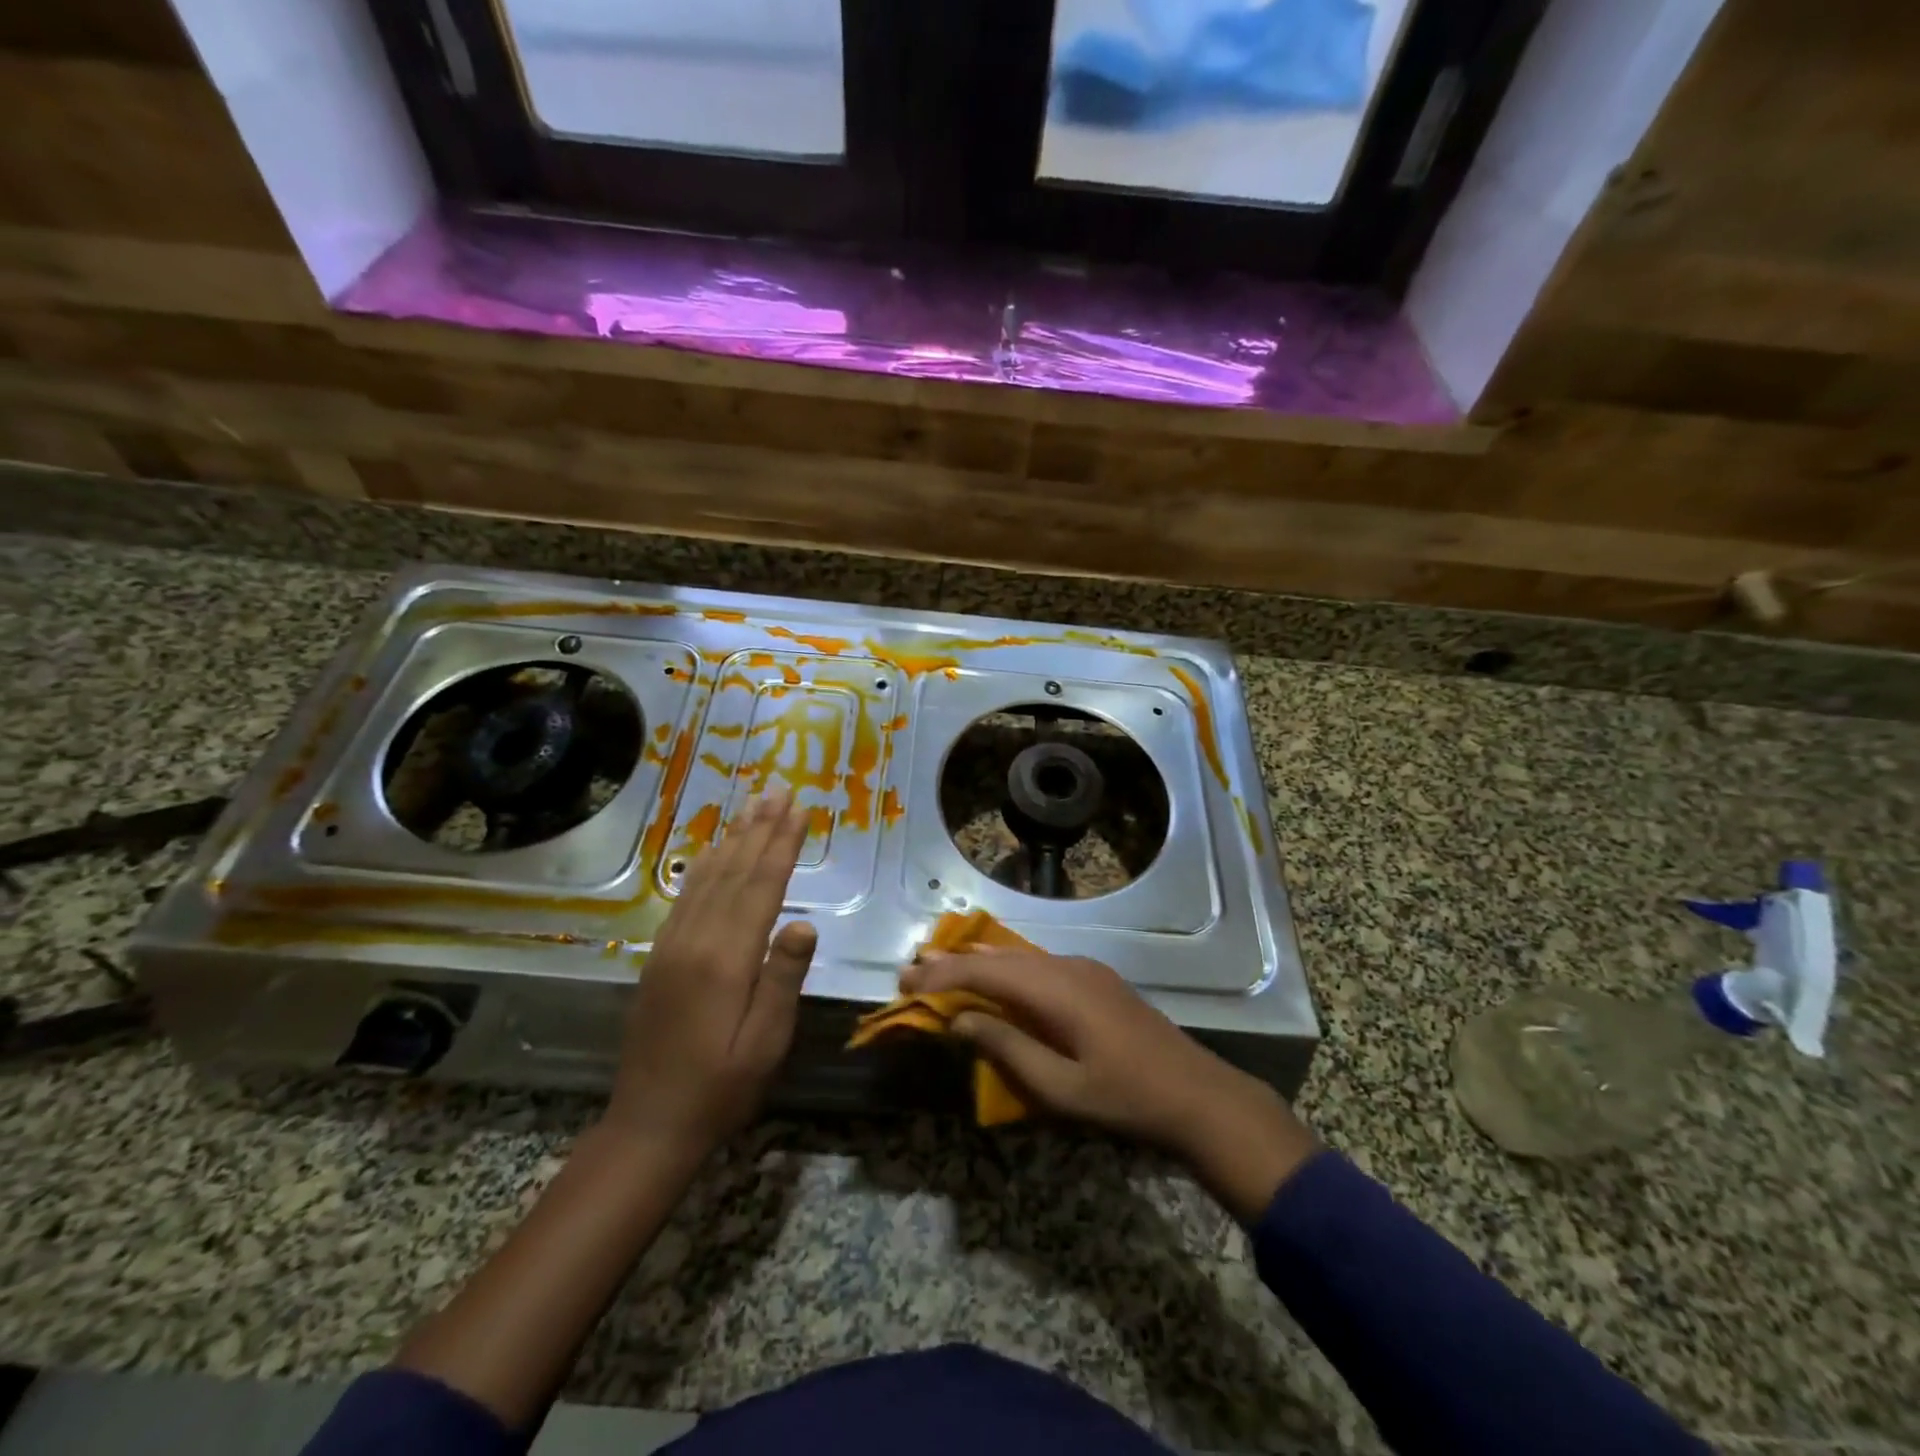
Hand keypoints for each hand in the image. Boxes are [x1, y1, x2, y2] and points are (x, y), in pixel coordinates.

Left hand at [606, 793, 816, 1158]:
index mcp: (726, 960)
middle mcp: (696, 941)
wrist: (649, 1124)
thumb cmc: (722, 1087)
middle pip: (734, 872)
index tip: (799, 810)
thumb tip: (805, 922)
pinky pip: (686, 898)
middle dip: (760, 828)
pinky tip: (714, 852)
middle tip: (778, 789)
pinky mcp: (659, 956)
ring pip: (707, 878)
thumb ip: (783, 978)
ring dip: (733, 839)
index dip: (782, 845)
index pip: (762, 888)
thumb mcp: (765, 1042)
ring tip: (752, 806)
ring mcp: (672, 946)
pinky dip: (704, 868)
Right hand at [899, 949, 1317, 1220]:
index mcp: (1057, 989)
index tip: (906, 979)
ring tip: (941, 966)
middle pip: (999, 957)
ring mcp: (1085, 970)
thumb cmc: (1124, 1099)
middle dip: (954, 963)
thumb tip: (959, 1020)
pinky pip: (1039, 966)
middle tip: (913, 971)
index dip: (943, 974)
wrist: (1197, 1094)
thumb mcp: (1059, 1087)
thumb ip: (1006, 1048)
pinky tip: (994, 976)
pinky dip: (1007, 970)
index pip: (986, 971)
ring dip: (980, 963)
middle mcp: (1068, 967)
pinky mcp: (1096, 980)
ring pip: (1020, 957)